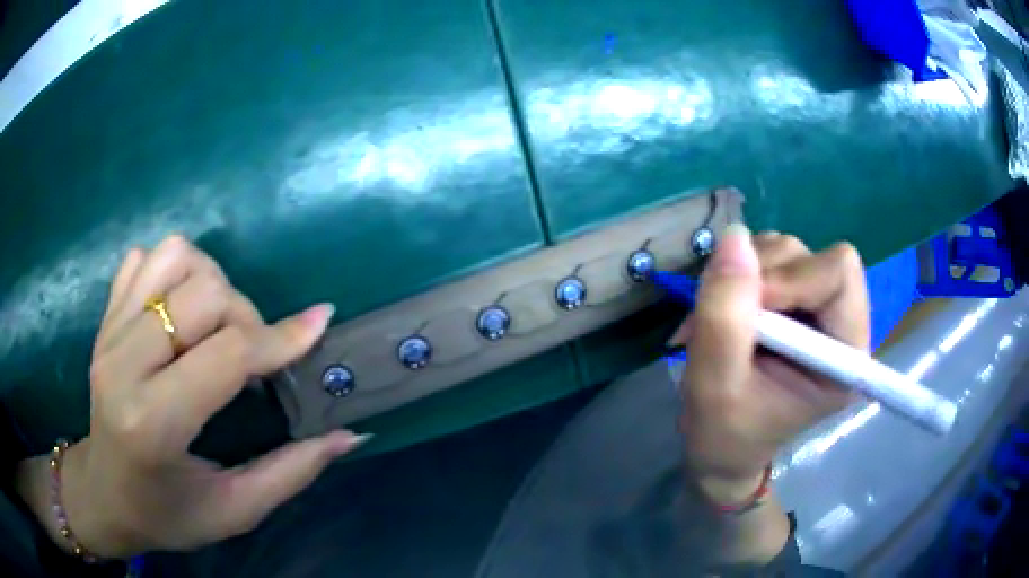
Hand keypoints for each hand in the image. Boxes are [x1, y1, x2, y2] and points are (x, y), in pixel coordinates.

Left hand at [21, 236, 365, 558]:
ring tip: (215, 325)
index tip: (318, 327)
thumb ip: (291, 473)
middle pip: (204, 292)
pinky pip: (144, 258)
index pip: (227, 354)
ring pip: (174, 256)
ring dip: (210, 281)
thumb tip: (349, 435)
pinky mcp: (104, 318)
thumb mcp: (234, 511)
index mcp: (153, 422)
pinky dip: (173, 271)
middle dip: (246, 315)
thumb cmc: (167, 514)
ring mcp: (108, 332)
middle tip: (253, 355)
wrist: (104, 493)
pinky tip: (179, 312)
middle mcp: (123, 364)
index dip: (280, 339)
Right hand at [670, 226, 868, 503]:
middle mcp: (840, 323)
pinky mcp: (795, 297)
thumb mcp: (715, 386)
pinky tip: (726, 310)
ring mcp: (817, 306)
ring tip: (719, 318)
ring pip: (786, 251)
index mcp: (844, 356)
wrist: (721, 447)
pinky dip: (738, 274)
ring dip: (744, 275)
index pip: (838, 275)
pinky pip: (767, 256)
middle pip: (812, 256)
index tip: (747, 314)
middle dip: (761, 276)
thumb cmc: (724, 433)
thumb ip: (724, 316)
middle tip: (724, 315)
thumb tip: (734, 236)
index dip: (790, 279)